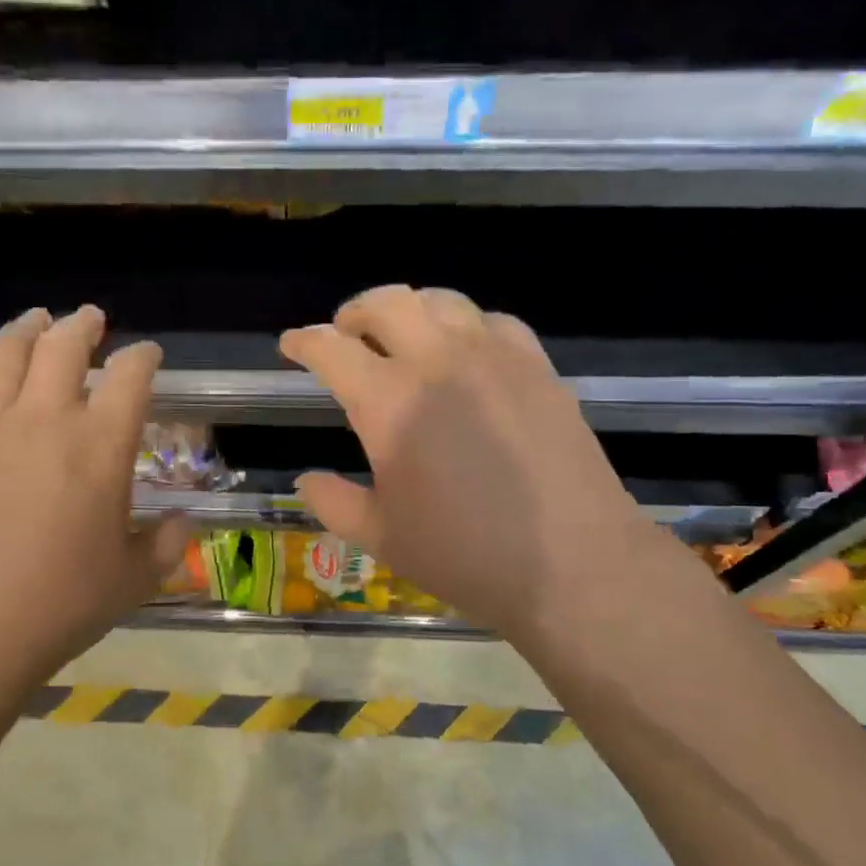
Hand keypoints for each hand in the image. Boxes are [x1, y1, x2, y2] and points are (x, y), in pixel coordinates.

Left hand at [0, 306, 189, 694]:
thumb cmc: (59, 606)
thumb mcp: (132, 580)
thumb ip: (164, 544)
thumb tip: (182, 523)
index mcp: (101, 447)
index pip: (129, 378)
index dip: (142, 358)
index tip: (147, 354)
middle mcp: (45, 421)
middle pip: (62, 348)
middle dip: (81, 326)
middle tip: (90, 319)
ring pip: (3, 355)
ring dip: (23, 330)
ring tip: (35, 319)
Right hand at [279, 286, 660, 643]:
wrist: (573, 564)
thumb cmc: (465, 555)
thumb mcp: (382, 537)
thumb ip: (334, 502)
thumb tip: (307, 480)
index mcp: (389, 402)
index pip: (331, 349)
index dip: (303, 341)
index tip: (291, 345)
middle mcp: (439, 362)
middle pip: (387, 303)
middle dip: (354, 311)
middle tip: (345, 334)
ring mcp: (495, 357)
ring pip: (442, 301)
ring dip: (410, 309)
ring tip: (403, 335)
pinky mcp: (538, 367)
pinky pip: (493, 321)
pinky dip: (466, 325)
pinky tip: (466, 352)